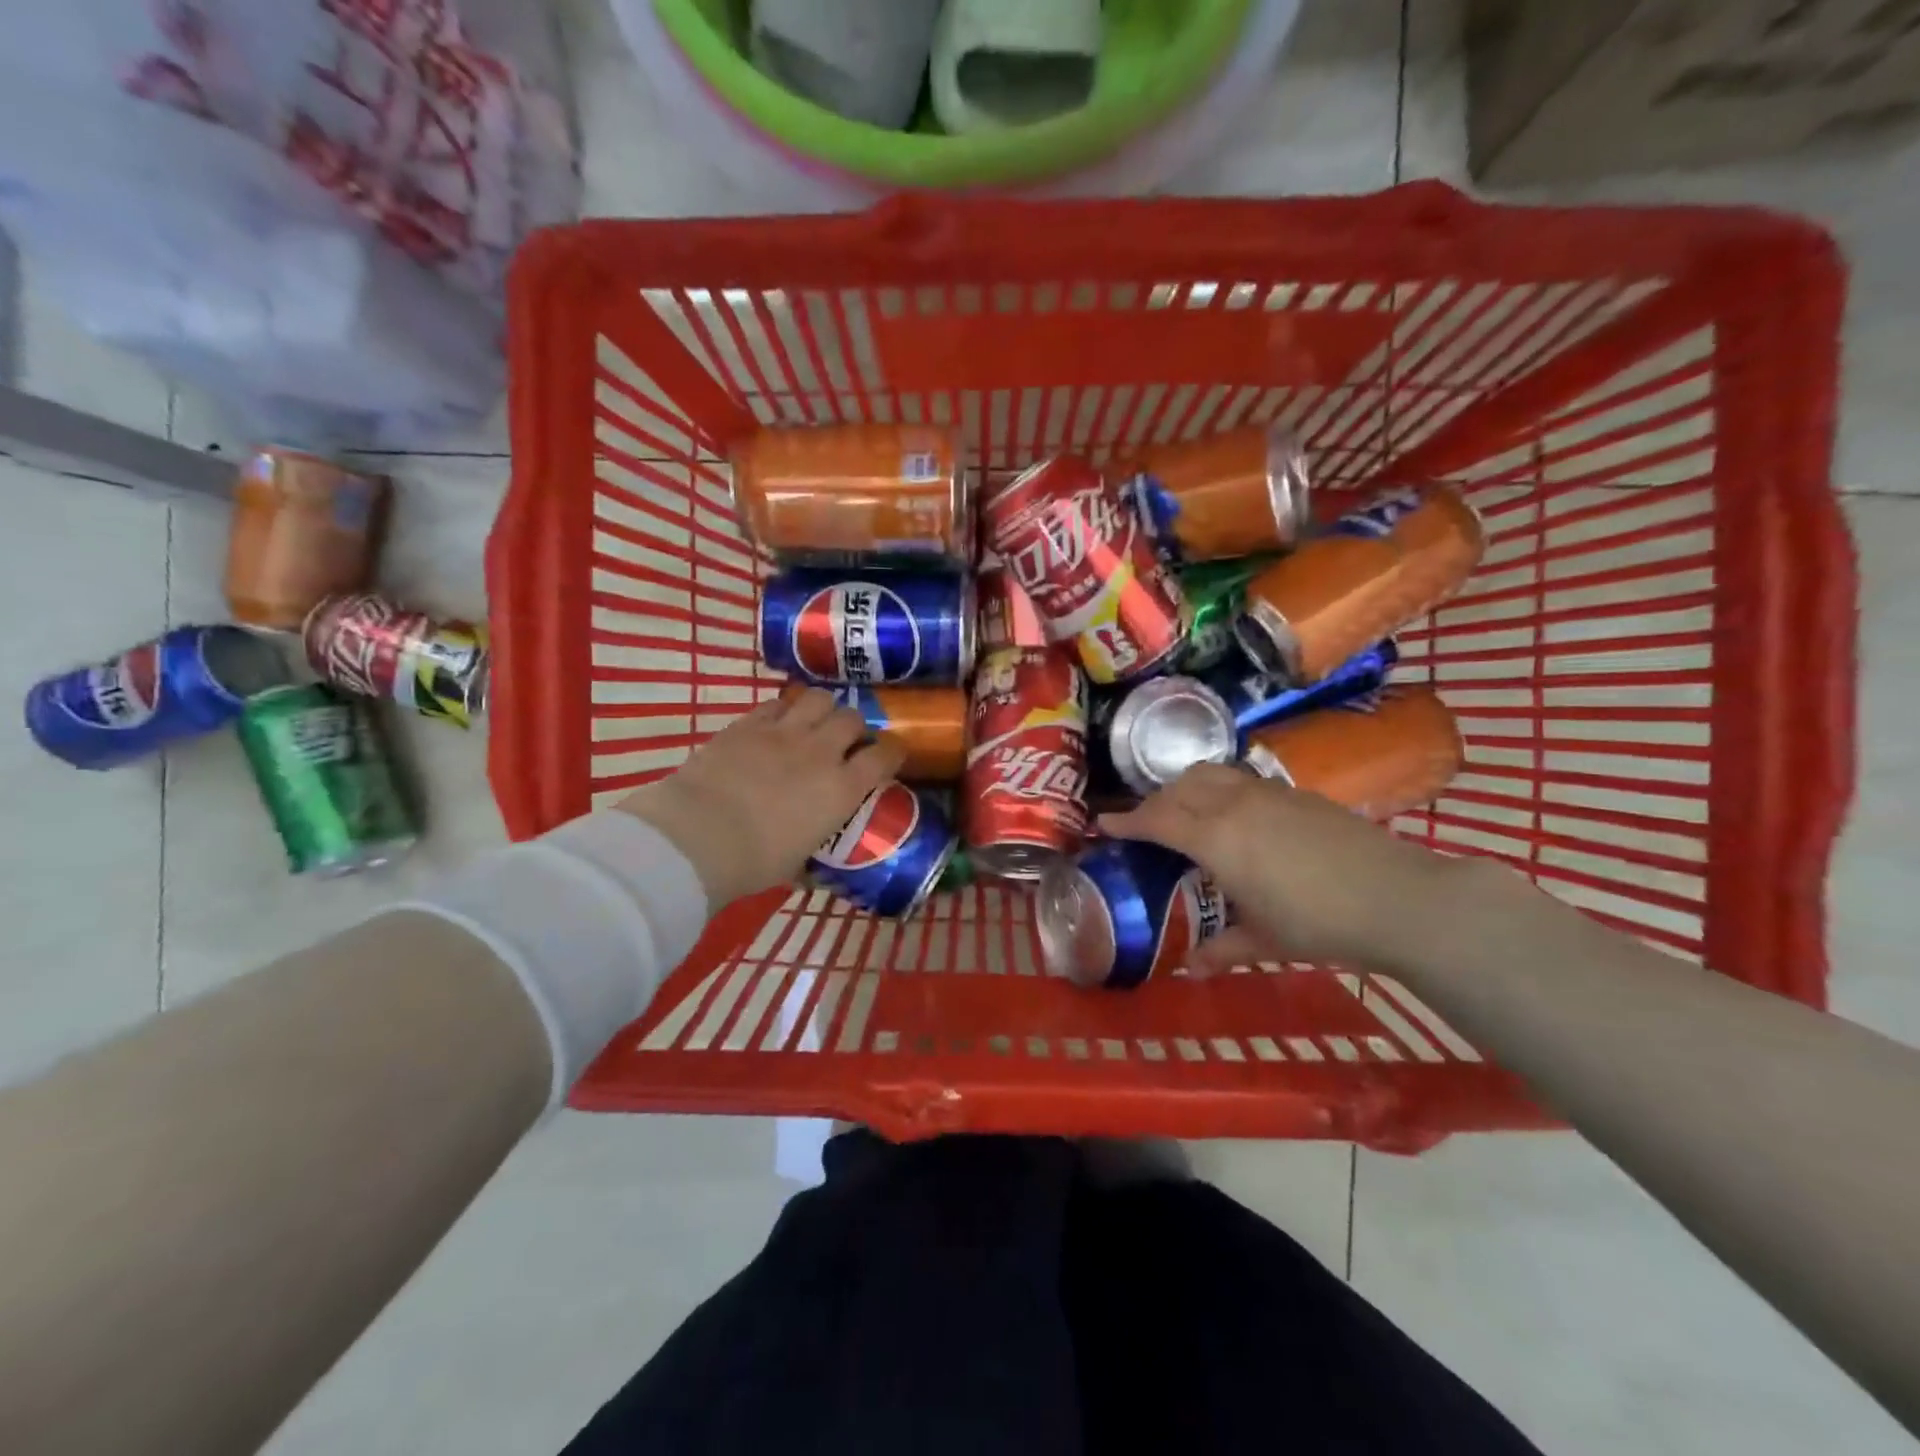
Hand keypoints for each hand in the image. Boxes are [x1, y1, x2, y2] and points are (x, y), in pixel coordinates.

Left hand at [615, 689, 904, 906]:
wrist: (698, 837)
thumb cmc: (754, 861)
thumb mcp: (796, 864)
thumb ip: (811, 857)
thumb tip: (813, 873)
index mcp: (842, 789)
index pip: (885, 754)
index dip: (892, 750)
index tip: (888, 754)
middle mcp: (821, 752)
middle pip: (853, 718)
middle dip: (853, 728)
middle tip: (842, 742)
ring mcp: (784, 732)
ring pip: (819, 698)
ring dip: (822, 709)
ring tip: (813, 723)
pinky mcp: (748, 724)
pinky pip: (776, 704)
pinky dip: (782, 711)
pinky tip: (775, 725)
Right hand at [1099, 765, 1466, 974]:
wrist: (1398, 897)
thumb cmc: (1319, 924)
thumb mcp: (1264, 941)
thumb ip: (1221, 949)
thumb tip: (1190, 969)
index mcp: (1215, 838)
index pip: (1157, 819)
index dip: (1127, 821)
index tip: (1104, 824)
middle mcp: (1234, 805)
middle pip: (1178, 788)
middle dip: (1154, 803)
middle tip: (1145, 825)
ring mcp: (1268, 793)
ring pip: (1211, 775)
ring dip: (1186, 788)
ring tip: (1185, 811)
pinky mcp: (1297, 793)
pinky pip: (1242, 780)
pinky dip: (1221, 790)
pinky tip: (1235, 816)